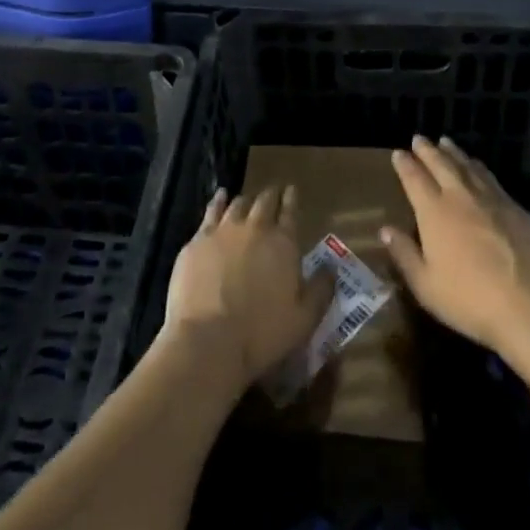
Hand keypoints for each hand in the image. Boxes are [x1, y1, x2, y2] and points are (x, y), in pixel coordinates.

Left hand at [162, 186, 329, 395]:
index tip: (292, 190)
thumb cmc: (262, 333)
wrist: (208, 339)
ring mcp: (223, 231)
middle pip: (265, 202)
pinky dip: (218, 202)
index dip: (292, 199)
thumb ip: (321, 290)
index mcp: (283, 243)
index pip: (290, 211)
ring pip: (238, 204)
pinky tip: (220, 198)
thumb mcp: (304, 319)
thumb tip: (331, 269)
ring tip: (248, 201)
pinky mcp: (198, 241)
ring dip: (246, 201)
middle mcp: (255, 228)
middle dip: (271, 196)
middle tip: (274, 194)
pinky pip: (211, 212)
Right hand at [381, 136, 529, 356]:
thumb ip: (405, 254)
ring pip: (468, 166)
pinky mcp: (517, 208)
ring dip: (454, 153)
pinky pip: (491, 178)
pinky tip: (478, 167)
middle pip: (441, 163)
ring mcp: (492, 199)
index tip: (398, 153)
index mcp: (434, 212)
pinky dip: (479, 167)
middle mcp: (461, 196)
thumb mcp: (426, 285)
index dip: (405, 164)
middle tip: (419, 138)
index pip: (414, 178)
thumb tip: (386, 229)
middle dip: (428, 150)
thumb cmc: (470, 300)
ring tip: (446, 143)